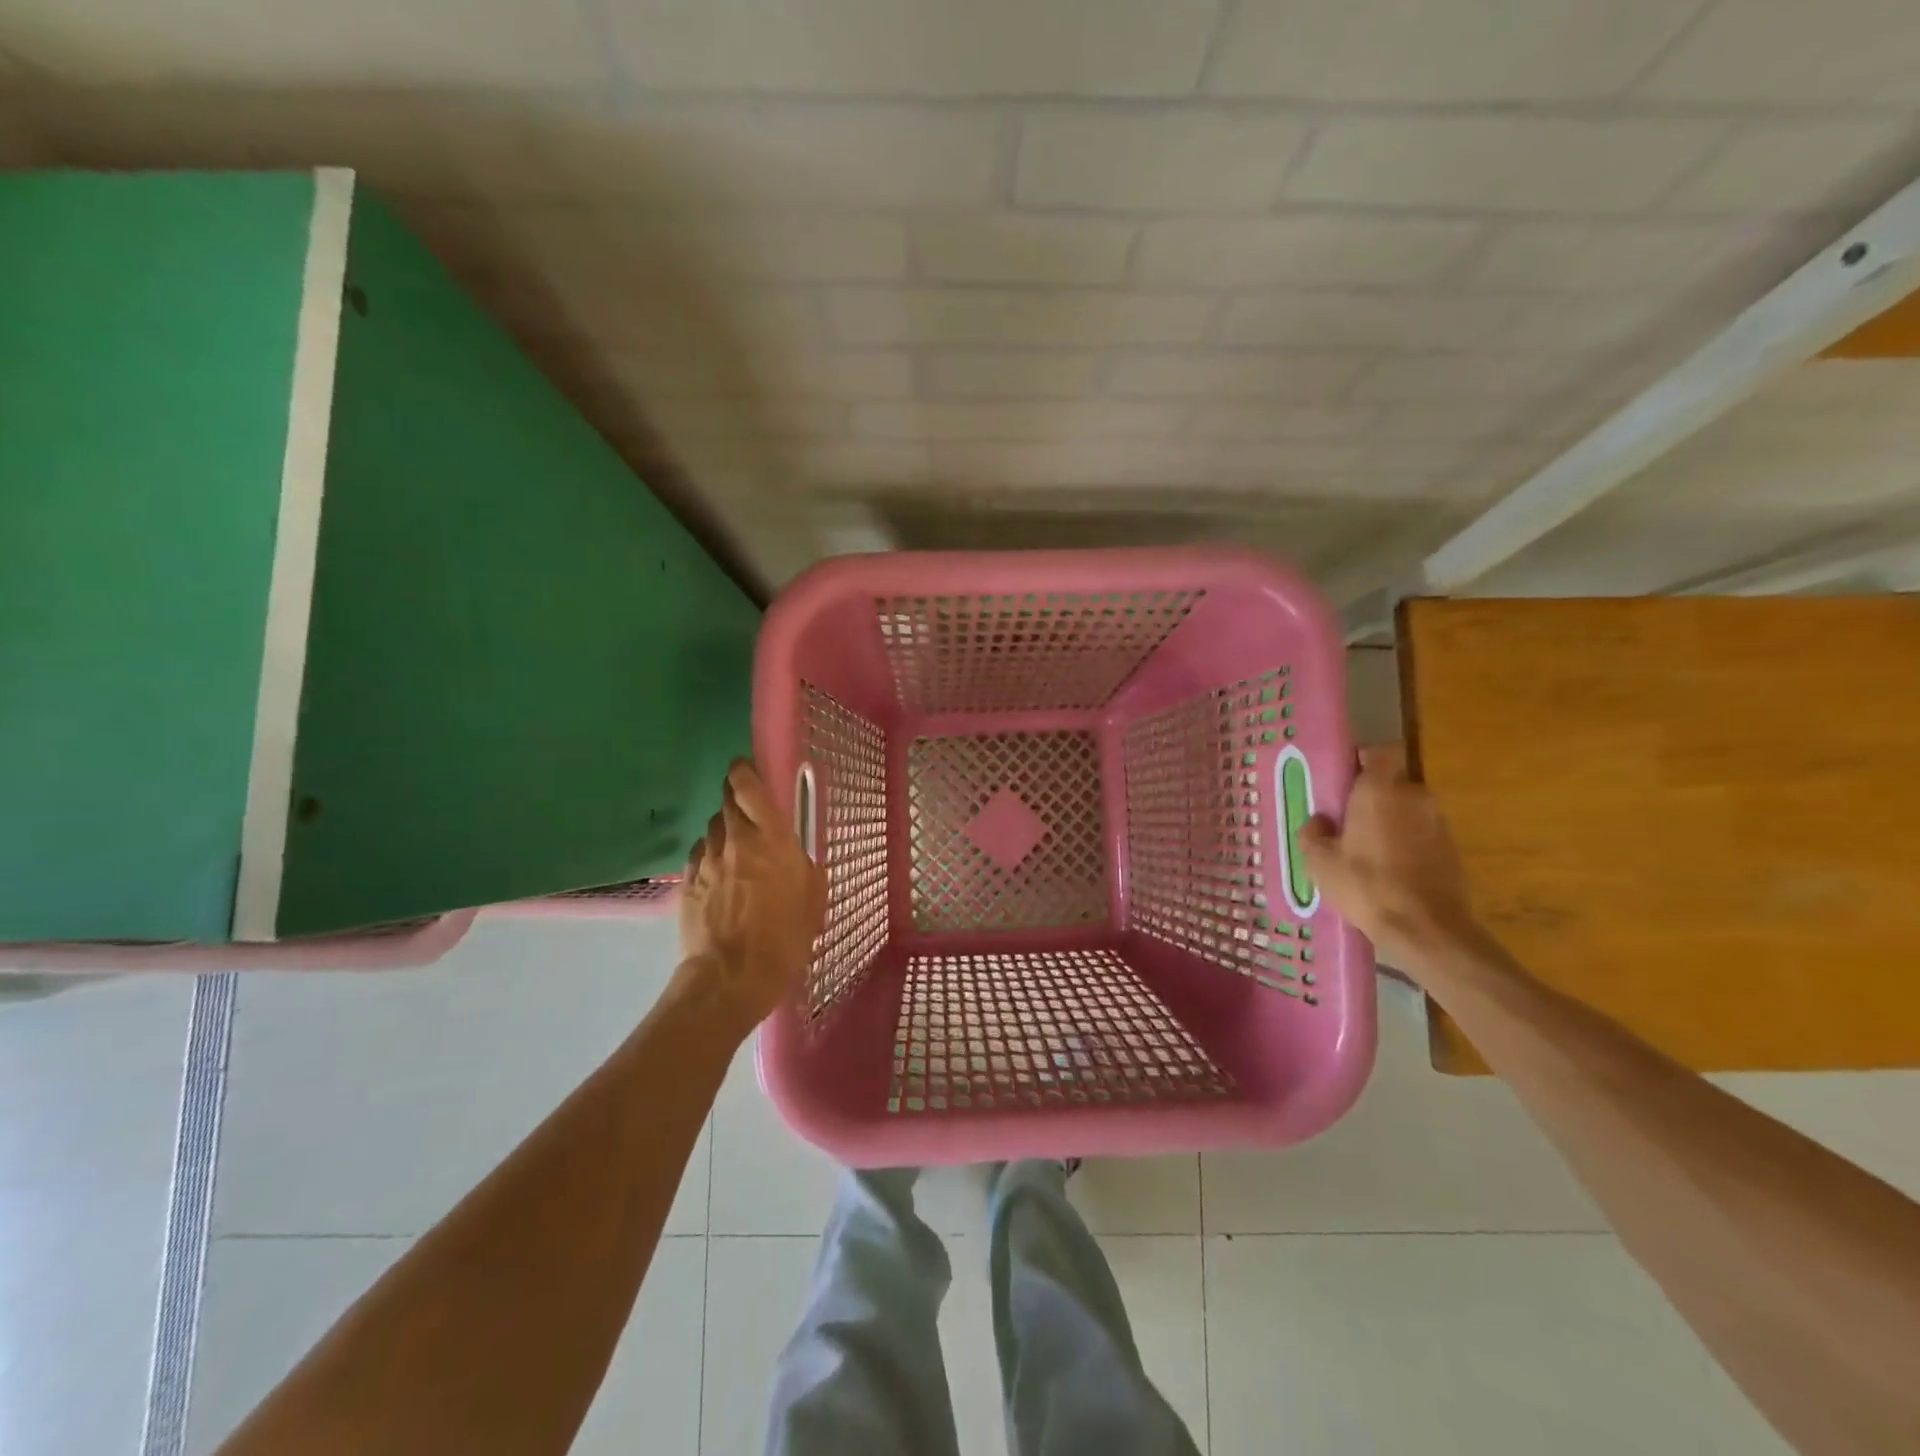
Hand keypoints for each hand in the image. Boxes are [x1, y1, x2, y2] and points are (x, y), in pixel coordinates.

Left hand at [676, 759, 827, 1033]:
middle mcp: (736, 839)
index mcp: (772, 838)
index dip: (744, 771)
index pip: (749, 786)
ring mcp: (706, 859)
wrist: (730, 977)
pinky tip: (719, 874)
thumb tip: (794, 855)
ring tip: (736, 849)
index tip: (745, 769)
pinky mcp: (687, 881)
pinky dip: (710, 855)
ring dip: (724, 830)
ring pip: (712, 827)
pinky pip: (699, 854)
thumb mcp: (813, 899)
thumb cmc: (784, 938)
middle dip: (735, 799)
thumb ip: (803, 866)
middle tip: (748, 812)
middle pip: (726, 801)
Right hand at [1300, 743, 1480, 968]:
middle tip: (1347, 822)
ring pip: (1407, 810)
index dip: (1361, 762)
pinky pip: (1421, 834)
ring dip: (1390, 822)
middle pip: (1391, 784)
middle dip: (1372, 797)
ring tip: (1367, 851)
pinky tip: (1389, 871)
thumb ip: (1313, 833)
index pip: (1377, 753)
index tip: (1343, 780)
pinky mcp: (1452, 848)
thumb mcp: (1319, 861)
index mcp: (1380, 789)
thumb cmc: (1365, 885)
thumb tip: (1320, 821)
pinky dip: (1407, 844)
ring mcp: (1438, 822)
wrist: (1426, 928)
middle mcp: (1414, 796)